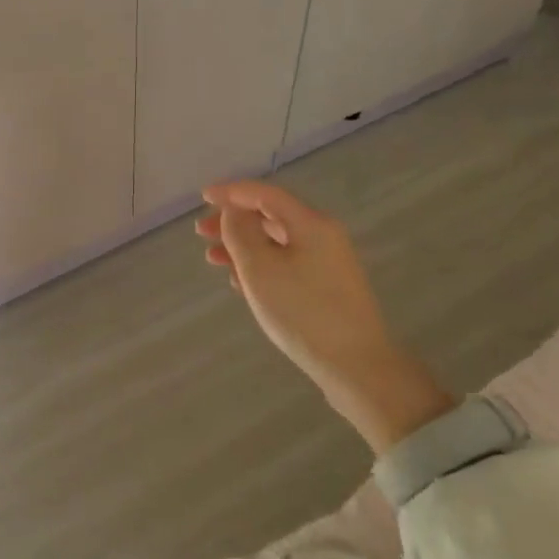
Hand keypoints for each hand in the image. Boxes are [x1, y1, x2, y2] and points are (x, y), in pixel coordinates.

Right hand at [197, 181, 449, 453]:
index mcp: (310, 224)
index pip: (265, 194)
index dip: (231, 192)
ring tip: (214, 260)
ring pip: (276, 243)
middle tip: (201, 232)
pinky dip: (260, 265)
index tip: (203, 197)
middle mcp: (323, 236)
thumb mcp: (259, 269)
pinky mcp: (327, 288)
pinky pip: (286, 263)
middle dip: (233, 222)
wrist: (356, 367)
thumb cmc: (302, 312)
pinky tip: (239, 283)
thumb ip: (240, 232)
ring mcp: (328, 263)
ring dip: (242, 246)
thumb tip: (233, 211)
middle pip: (270, 216)